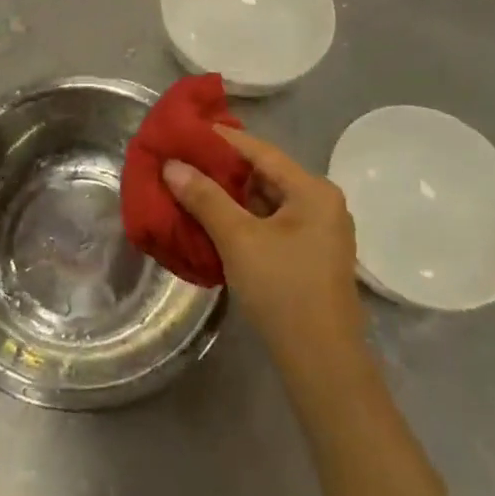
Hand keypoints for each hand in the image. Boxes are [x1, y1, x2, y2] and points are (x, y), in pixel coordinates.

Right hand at [164, 127, 364, 367]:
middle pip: (265, 174)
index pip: (260, 150)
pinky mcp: (310, 256)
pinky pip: (272, 223)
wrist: (323, 365)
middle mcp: (321, 203)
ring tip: (190, 188)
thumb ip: (205, 198)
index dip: (221, 139)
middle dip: (222, 170)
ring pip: (266, 201)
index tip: (187, 130)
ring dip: (231, 197)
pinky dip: (244, 220)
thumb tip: (171, 164)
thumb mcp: (238, 239)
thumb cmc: (283, 291)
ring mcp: (319, 232)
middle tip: (182, 161)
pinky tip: (214, 222)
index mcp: (313, 190)